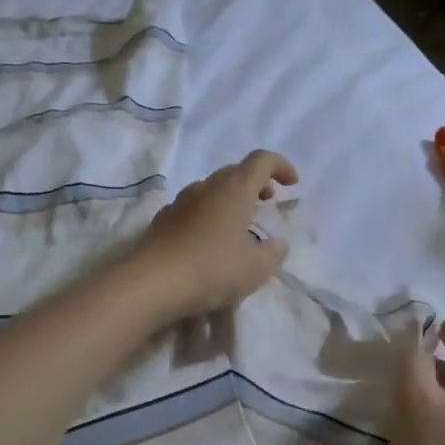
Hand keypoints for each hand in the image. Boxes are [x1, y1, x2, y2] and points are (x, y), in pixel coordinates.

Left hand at [129, 151, 297, 322]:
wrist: (152, 283)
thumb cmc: (212, 269)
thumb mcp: (256, 268)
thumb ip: (273, 253)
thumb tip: (277, 244)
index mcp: (234, 189)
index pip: (261, 160)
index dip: (280, 166)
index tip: (292, 184)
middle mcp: (206, 187)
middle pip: (234, 172)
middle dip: (255, 183)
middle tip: (266, 202)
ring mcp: (180, 202)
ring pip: (211, 190)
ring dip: (229, 199)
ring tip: (239, 224)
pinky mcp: (162, 220)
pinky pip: (192, 208)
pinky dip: (208, 214)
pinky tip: (208, 240)